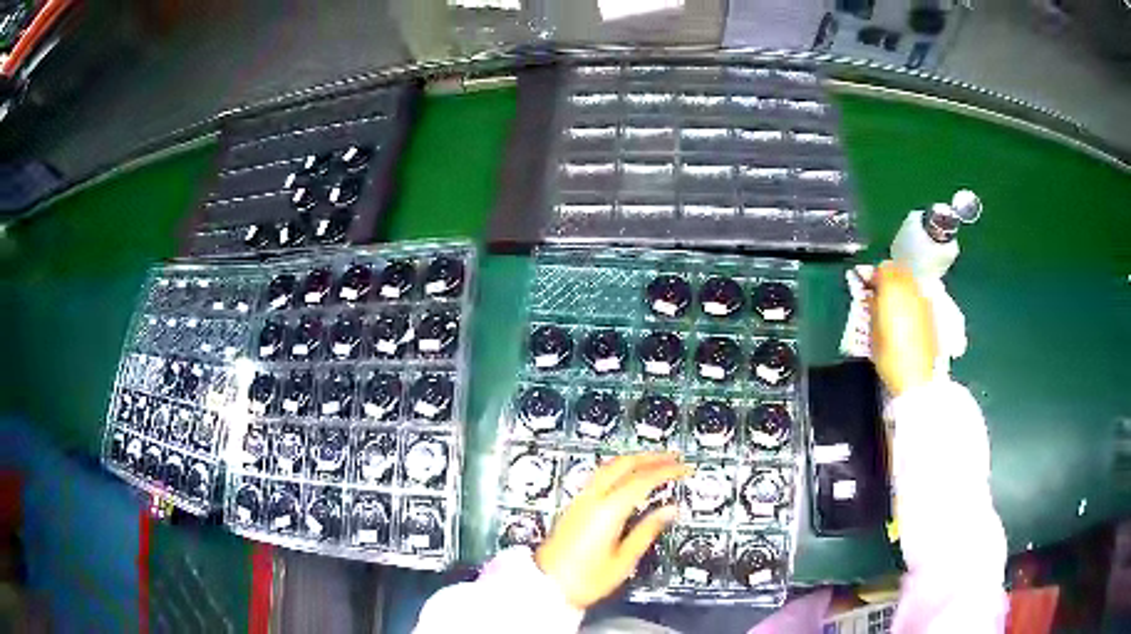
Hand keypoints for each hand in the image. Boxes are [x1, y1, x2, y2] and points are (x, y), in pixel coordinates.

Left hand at [534, 453, 689, 608]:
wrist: (547, 586)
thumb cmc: (586, 579)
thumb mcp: (624, 560)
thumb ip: (647, 530)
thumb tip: (669, 510)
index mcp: (608, 510)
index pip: (643, 479)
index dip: (667, 470)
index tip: (684, 468)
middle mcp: (592, 499)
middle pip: (624, 463)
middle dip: (651, 457)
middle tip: (673, 457)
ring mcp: (580, 500)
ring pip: (609, 465)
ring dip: (634, 459)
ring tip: (655, 461)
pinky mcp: (574, 506)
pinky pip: (600, 475)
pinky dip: (620, 468)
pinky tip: (629, 475)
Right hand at [871, 261, 936, 396]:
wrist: (916, 378)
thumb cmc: (889, 355)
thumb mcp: (872, 330)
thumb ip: (872, 305)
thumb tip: (872, 295)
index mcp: (893, 289)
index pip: (882, 268)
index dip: (872, 276)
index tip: (866, 288)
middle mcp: (911, 288)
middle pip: (899, 270)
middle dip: (888, 278)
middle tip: (879, 294)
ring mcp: (924, 300)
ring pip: (911, 282)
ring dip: (901, 287)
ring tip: (892, 306)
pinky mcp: (932, 313)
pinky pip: (919, 295)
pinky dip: (911, 299)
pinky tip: (906, 317)